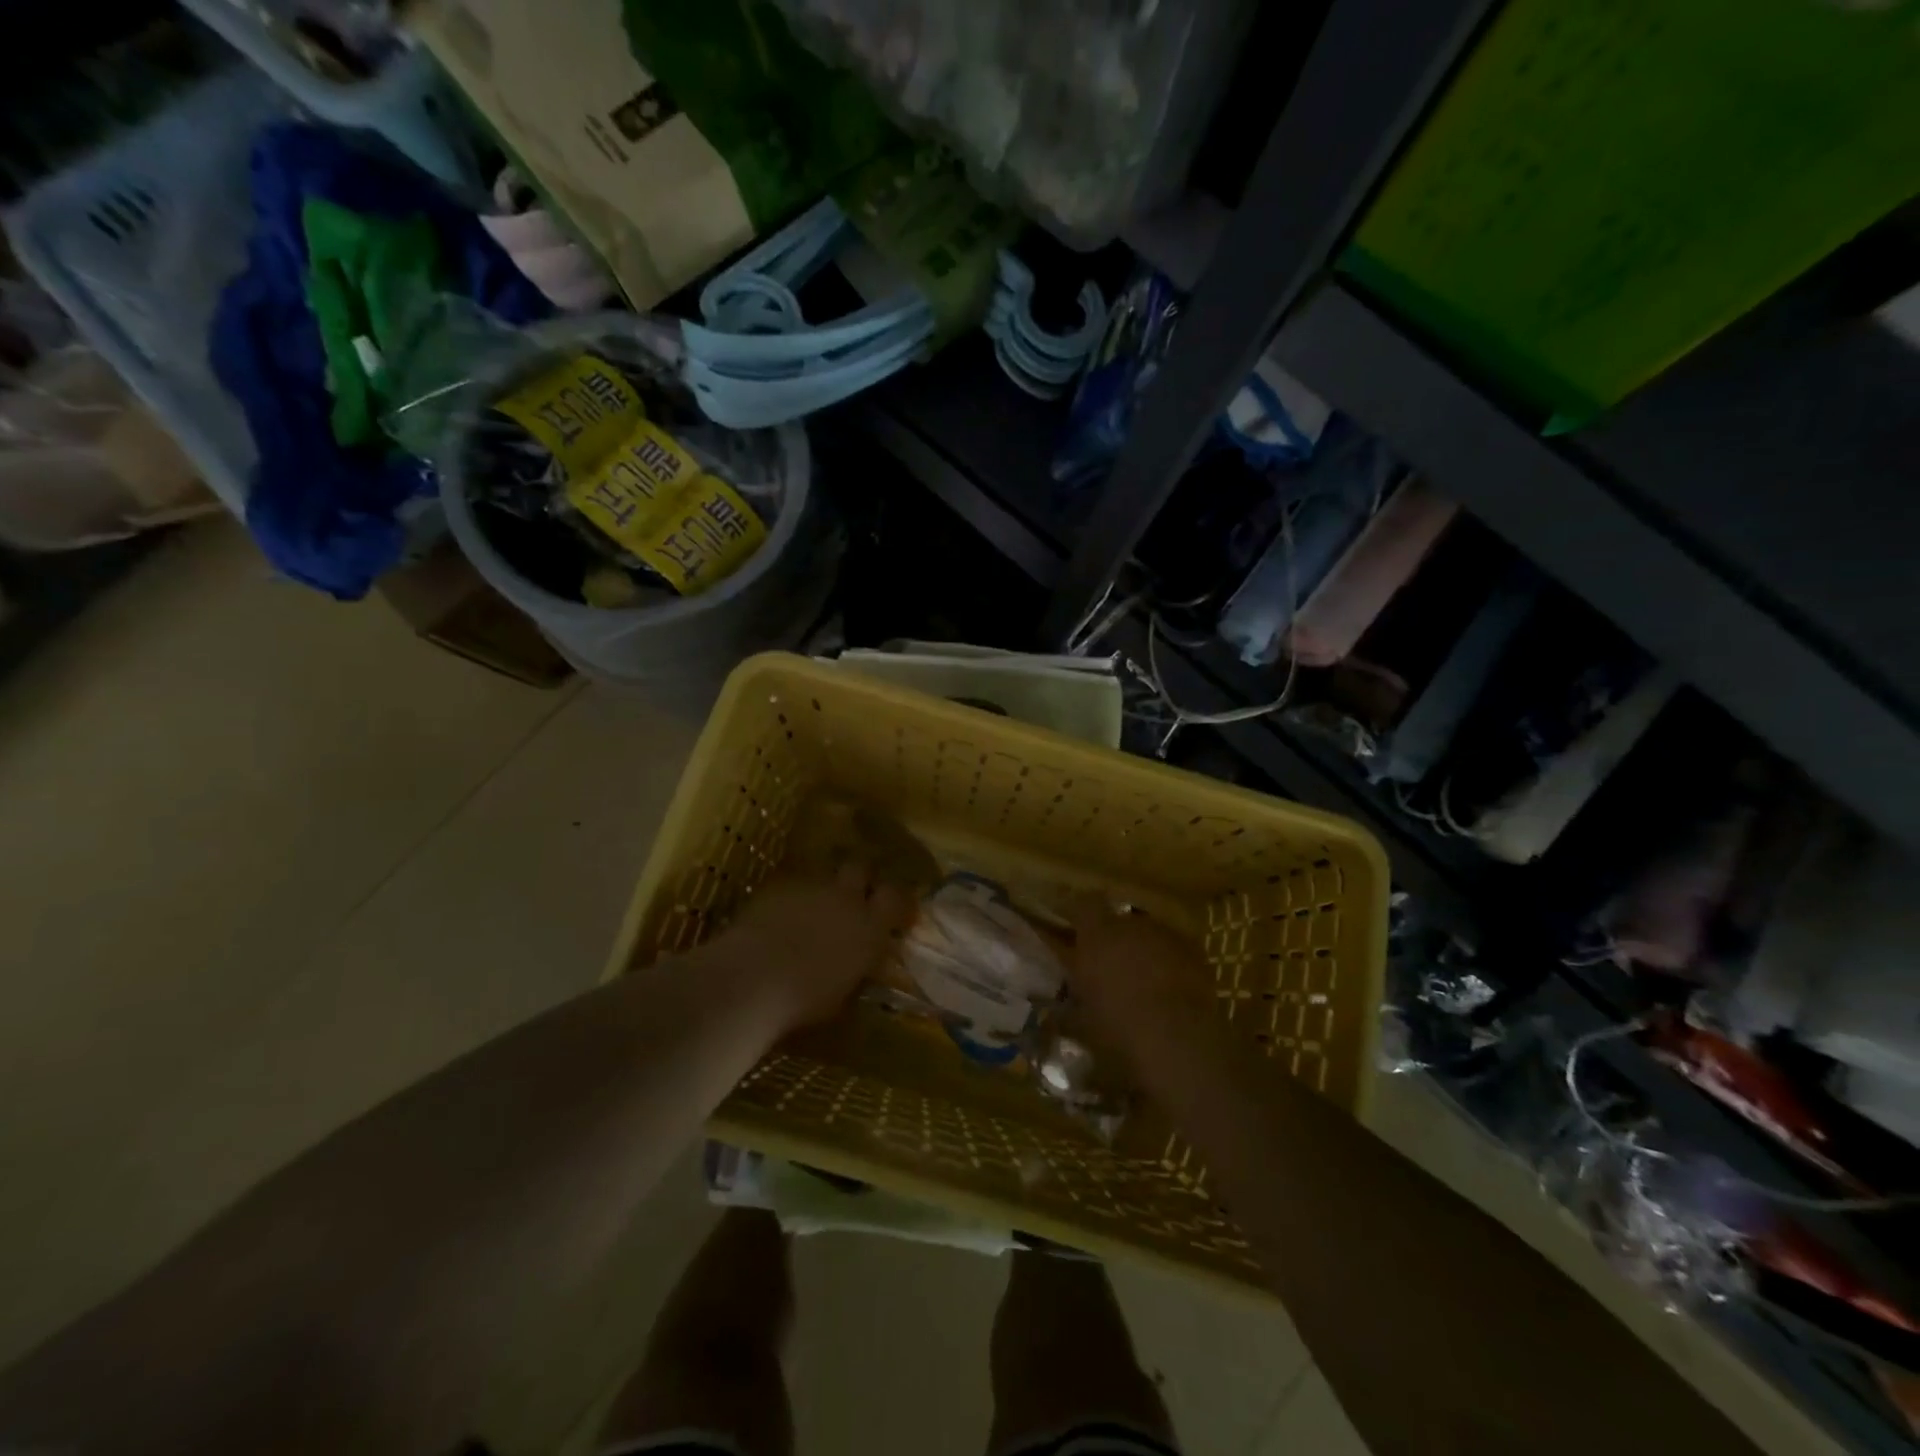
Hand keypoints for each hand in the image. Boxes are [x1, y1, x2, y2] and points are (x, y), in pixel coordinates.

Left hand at [708, 861, 912, 1035]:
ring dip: (823, 889)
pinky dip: (792, 898)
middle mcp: (845, 898)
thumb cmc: (805, 999)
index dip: (895, 900)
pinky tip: (780, 917)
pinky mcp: (778, 886)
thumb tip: (861, 964)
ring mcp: (811, 887)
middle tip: (851, 899)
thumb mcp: (844, 993)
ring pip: (824, 874)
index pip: (896, 897)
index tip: (893, 912)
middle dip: (858, 879)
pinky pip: (793, 885)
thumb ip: (857, 969)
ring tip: (812, 910)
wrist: (753, 977)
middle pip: (861, 868)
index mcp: (869, 926)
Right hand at [1063, 896, 1215, 1070]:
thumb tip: (1057, 1008)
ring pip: (1148, 935)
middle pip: (1119, 920)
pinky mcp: (1194, 952)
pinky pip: (1174, 950)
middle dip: (1113, 938)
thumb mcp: (1081, 1022)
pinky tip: (1170, 990)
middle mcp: (1131, 925)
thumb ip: (1067, 1006)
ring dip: (1142, 950)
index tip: (1072, 928)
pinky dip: (1169, 963)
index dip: (1078, 913)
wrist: (1178, 1040)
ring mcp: (1166, 935)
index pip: (1083, 904)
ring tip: (1142, 981)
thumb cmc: (1119, 1028)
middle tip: (1109, 965)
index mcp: (1097, 934)